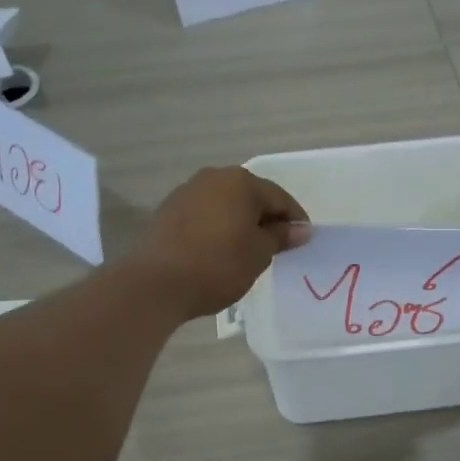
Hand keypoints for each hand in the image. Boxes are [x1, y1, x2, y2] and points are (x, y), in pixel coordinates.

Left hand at [128, 166, 308, 319]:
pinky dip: (217, 229)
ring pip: (225, 205)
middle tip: (277, 246)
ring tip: (247, 250)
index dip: (294, 219)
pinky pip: (204, 215)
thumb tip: (300, 229)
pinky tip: (218, 251)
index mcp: (240, 182)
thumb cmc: (218, 265)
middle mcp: (212, 178)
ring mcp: (186, 192)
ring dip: (239, 223)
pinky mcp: (167, 212)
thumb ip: (280, 237)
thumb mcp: (258, 254)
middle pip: (250, 196)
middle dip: (265, 218)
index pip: (279, 197)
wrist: (155, 282)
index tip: (303, 240)